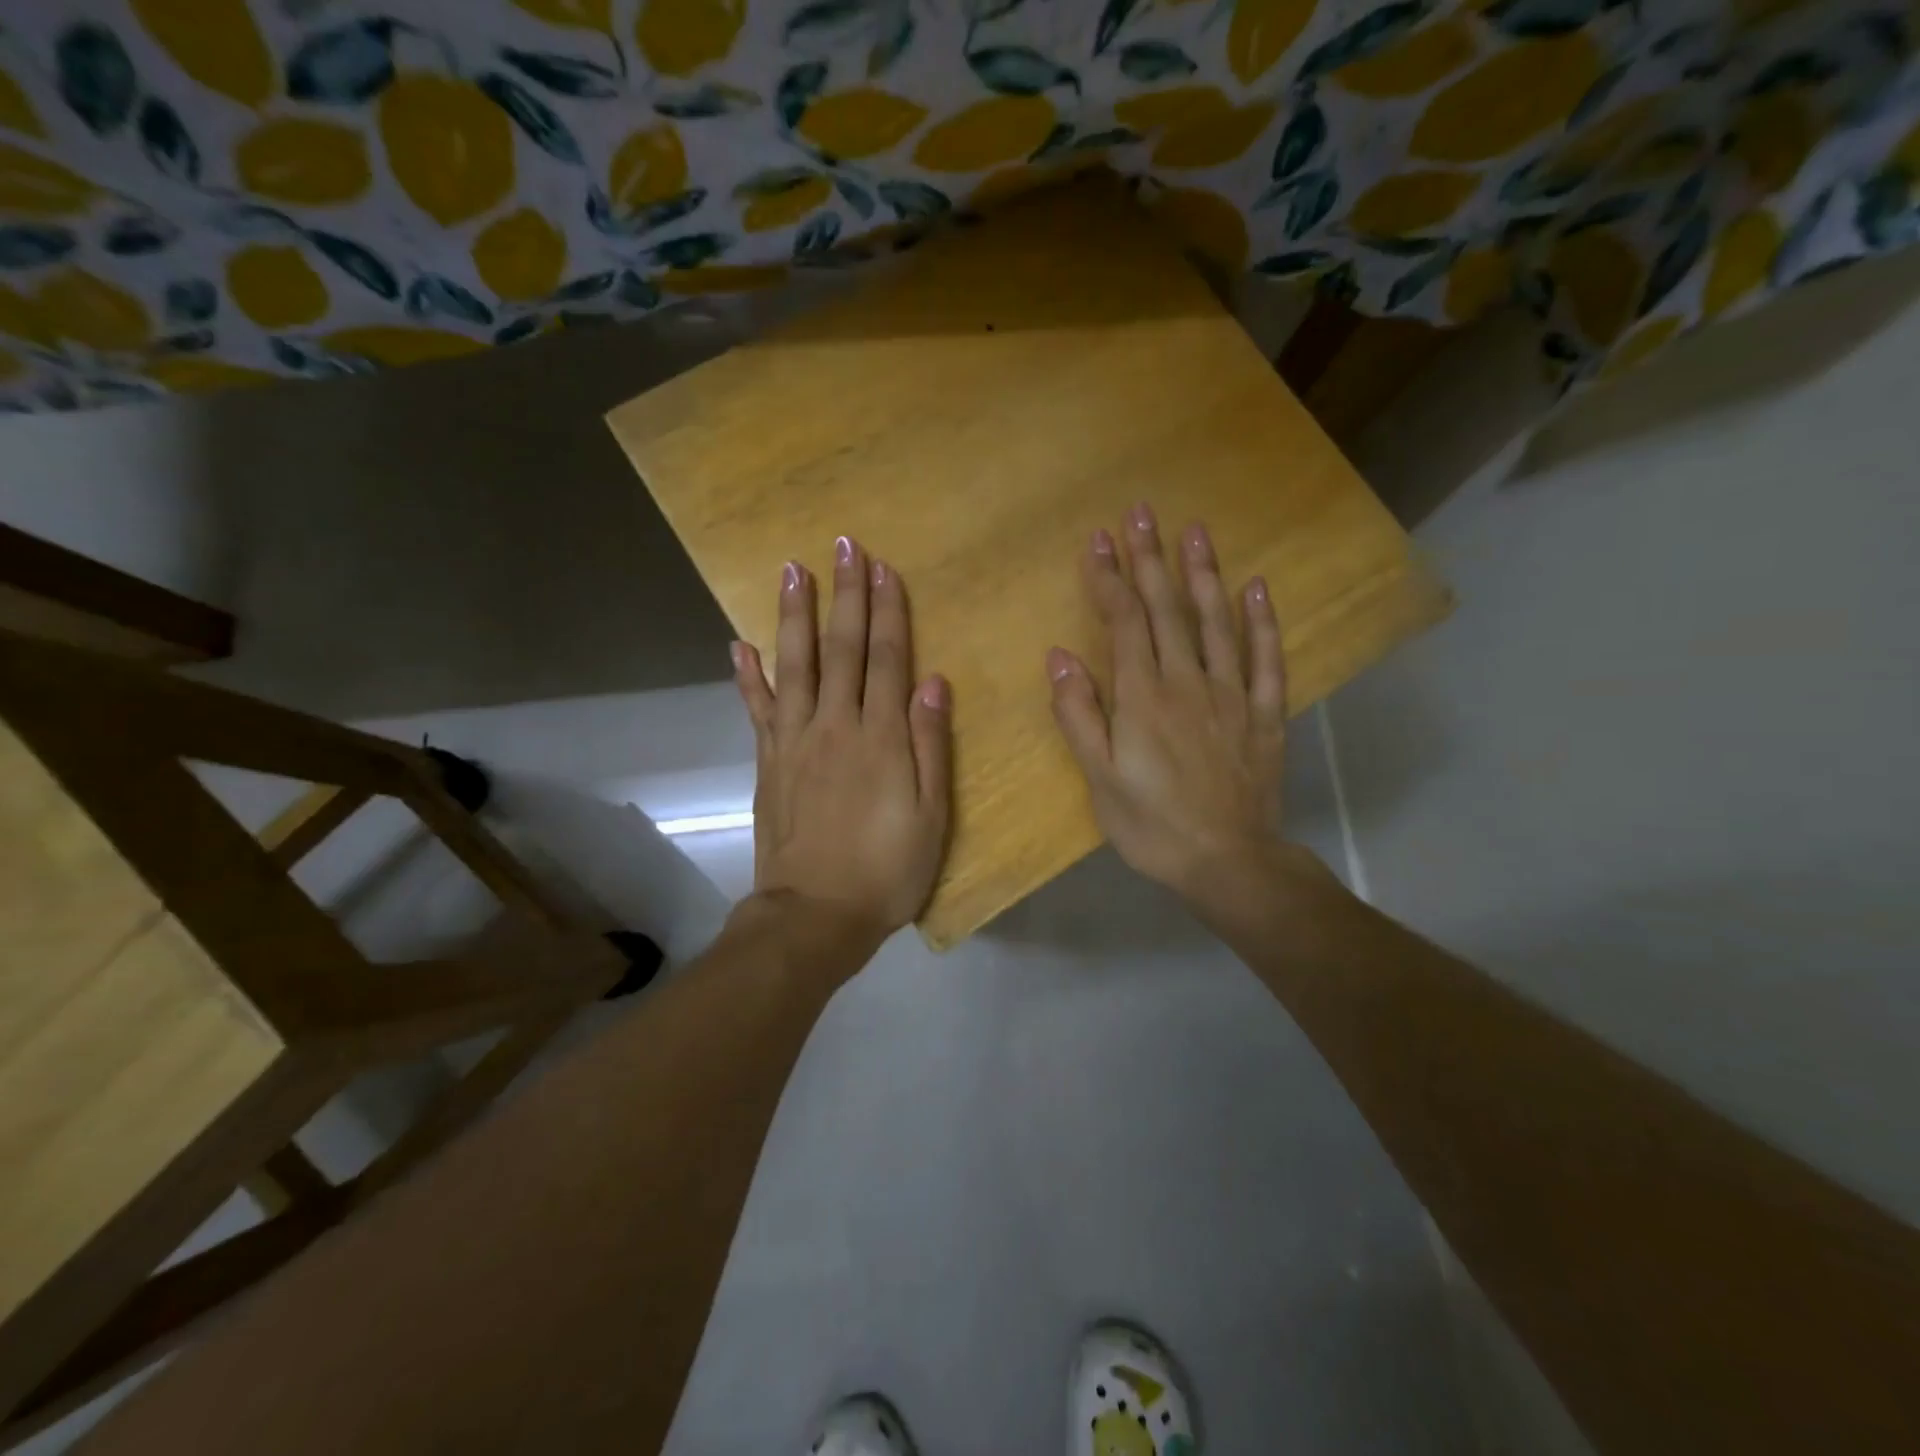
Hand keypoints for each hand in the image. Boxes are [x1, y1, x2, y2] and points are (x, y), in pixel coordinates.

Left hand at [732, 536, 951, 956]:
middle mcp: (835, 726)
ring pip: (796, 665)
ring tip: (791, 569)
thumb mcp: (931, 816)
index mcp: (880, 738)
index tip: (883, 568)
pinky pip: (757, 709)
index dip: (888, 611)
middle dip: (846, 595)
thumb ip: (930, 745)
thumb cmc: (886, 869)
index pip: (887, 659)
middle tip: (844, 545)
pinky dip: (748, 676)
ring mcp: (795, 741)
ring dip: (795, 615)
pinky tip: (739, 645)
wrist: (815, 915)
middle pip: (843, 650)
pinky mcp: (768, 762)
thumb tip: (933, 682)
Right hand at [1046, 504, 1291, 908]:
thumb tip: (1060, 656)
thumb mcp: (1100, 778)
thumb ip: (1079, 715)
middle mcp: (1187, 682)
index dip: (1110, 579)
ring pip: (1216, 622)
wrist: (1227, 862)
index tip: (1100, 539)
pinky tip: (1257, 588)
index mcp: (1143, 697)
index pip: (1124, 623)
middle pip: (1167, 610)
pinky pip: (1265, 659)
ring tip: (1195, 530)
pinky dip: (1262, 622)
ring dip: (1203, 573)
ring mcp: (1231, 694)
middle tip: (1142, 511)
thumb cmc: (1152, 825)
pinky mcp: (1264, 714)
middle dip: (1151, 558)